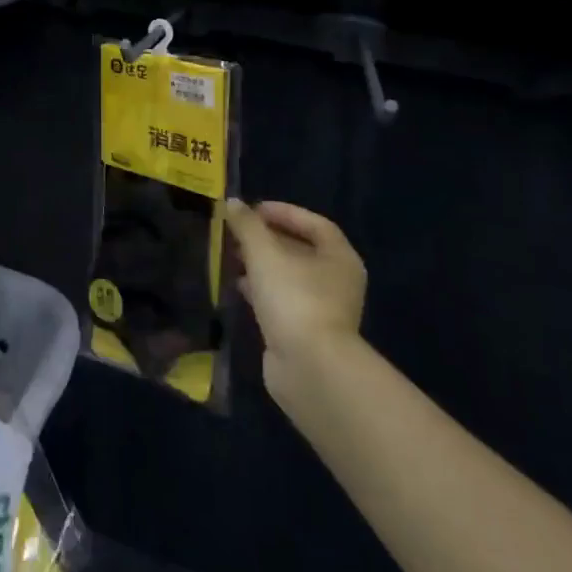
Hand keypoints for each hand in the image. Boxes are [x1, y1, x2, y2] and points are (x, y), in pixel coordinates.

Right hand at [227, 200, 366, 412]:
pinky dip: (261, 289)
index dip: (284, 212)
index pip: (314, 224)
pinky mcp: (305, 331)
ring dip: (262, 264)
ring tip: (232, 256)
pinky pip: (282, 300)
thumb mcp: (264, 253)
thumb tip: (232, 203)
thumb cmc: (294, 299)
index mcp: (339, 258)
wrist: (310, 368)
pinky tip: (239, 287)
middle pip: (301, 249)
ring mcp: (323, 309)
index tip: (252, 210)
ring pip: (289, 276)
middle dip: (268, 237)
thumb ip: (247, 225)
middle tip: (237, 232)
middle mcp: (337, 281)